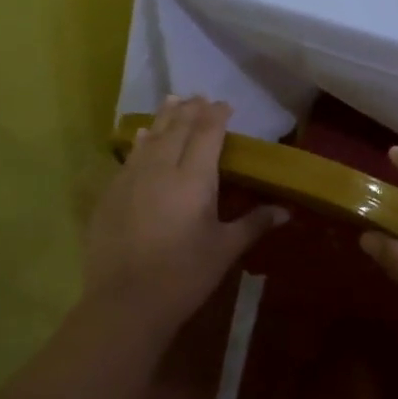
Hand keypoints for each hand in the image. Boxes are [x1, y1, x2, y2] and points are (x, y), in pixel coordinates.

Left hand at [82, 97, 285, 334]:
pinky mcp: (111, 193)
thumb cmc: (184, 276)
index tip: (225, 104)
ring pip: (151, 137)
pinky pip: (131, 156)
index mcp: (194, 179)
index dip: (217, 115)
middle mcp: (162, 168)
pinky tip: (144, 137)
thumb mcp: (224, 249)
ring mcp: (131, 178)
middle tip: (200, 96)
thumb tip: (286, 211)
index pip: (207, 133)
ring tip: (173, 100)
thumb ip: (254, 224)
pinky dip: (142, 141)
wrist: (126, 302)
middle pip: (178, 128)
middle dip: (191, 110)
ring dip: (165, 117)